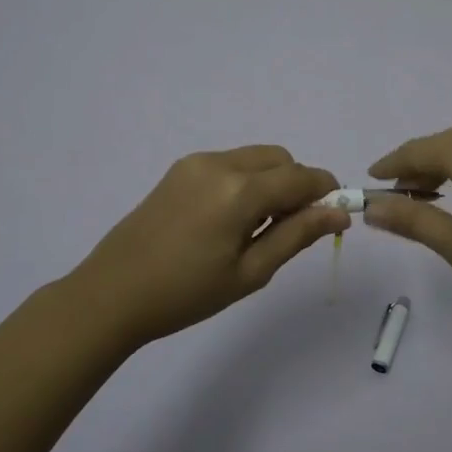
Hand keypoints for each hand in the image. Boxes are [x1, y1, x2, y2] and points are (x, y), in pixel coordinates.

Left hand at [65, 146, 347, 347]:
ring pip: (255, 158)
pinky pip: (230, 163)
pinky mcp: (179, 169)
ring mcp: (196, 162)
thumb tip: (339, 213)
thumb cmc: (186, 293)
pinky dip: (245, 181)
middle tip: (288, 229)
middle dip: (297, 185)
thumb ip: (297, 235)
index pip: (302, 177)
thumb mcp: (250, 272)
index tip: (334, 219)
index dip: (326, 193)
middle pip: (281, 159)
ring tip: (255, 228)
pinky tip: (228, 220)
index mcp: (240, 190)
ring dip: (271, 181)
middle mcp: (220, 164)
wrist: (112, 294)